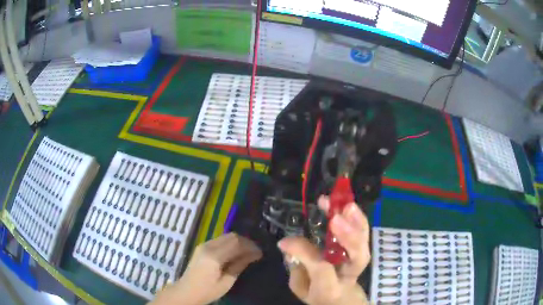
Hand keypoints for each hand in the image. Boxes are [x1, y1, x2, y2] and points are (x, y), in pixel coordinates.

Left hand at [151, 233, 261, 304]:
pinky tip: (236, 252)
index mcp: (214, 256)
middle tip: (256, 252)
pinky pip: (220, 240)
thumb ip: (238, 266)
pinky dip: (231, 243)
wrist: (186, 291)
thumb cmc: (207, 291)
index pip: (236, 243)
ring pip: (226, 236)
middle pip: (231, 236)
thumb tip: (253, 255)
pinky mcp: (202, 246)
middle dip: (246, 242)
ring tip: (248, 252)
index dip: (250, 246)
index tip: (260, 253)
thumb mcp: (226, 282)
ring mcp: (204, 244)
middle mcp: (208, 246)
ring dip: (238, 241)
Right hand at [278, 196, 370, 304]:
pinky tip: (348, 206)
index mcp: (330, 289)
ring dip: (355, 223)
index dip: (304, 252)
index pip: (321, 269)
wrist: (341, 297)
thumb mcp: (301, 286)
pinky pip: (364, 235)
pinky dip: (358, 219)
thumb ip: (296, 268)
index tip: (285, 242)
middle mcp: (349, 275)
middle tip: (334, 219)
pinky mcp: (362, 250)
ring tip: (345, 205)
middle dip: (348, 237)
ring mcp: (359, 262)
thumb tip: (287, 244)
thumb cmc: (317, 292)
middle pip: (357, 258)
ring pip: (364, 244)